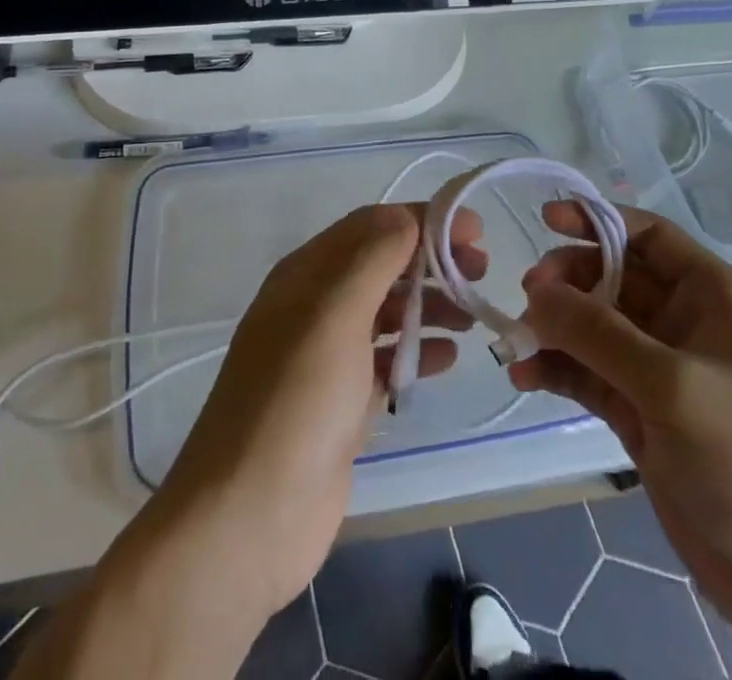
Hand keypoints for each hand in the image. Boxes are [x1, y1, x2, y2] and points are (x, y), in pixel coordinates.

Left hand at [156, 201, 486, 613]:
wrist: (250, 516)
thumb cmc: (296, 400)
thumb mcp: (334, 314)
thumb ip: (373, 259)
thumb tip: (405, 216)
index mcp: (306, 274)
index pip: (371, 227)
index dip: (421, 220)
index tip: (473, 229)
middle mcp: (315, 306)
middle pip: (381, 266)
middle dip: (430, 261)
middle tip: (481, 271)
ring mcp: (326, 357)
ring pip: (386, 313)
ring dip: (429, 305)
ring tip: (473, 314)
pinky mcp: (340, 403)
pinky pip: (386, 361)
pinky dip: (418, 352)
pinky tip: (450, 357)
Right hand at [509, 202, 731, 679]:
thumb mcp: (675, 387)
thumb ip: (599, 333)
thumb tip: (535, 291)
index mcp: (712, 297)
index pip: (648, 236)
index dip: (598, 220)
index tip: (546, 218)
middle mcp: (683, 323)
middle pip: (611, 277)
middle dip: (567, 281)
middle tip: (528, 297)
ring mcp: (659, 370)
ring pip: (592, 327)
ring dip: (553, 328)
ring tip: (517, 341)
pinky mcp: (638, 412)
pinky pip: (586, 372)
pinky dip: (555, 369)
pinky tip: (525, 377)